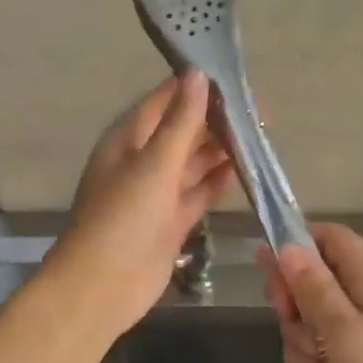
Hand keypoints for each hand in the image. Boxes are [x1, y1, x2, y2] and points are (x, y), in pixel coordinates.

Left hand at [48, 70, 234, 333]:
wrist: (102, 287)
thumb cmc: (123, 217)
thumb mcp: (154, 164)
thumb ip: (181, 122)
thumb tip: (198, 75)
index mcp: (128, 138)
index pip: (164, 100)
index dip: (195, 87)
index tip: (233, 77)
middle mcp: (142, 160)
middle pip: (183, 130)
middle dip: (216, 120)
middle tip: (259, 112)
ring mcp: (157, 192)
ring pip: (194, 162)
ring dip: (221, 150)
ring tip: (260, 136)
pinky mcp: (171, 220)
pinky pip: (199, 192)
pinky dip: (218, 181)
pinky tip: (244, 170)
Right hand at [258, 223, 362, 362]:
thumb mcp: (343, 329)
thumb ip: (313, 287)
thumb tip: (288, 245)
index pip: (329, 236)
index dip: (297, 243)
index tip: (271, 268)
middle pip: (314, 275)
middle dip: (292, 297)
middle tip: (288, 318)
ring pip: (313, 314)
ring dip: (300, 334)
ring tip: (315, 362)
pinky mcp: (361, 358)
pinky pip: (324, 345)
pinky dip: (313, 358)